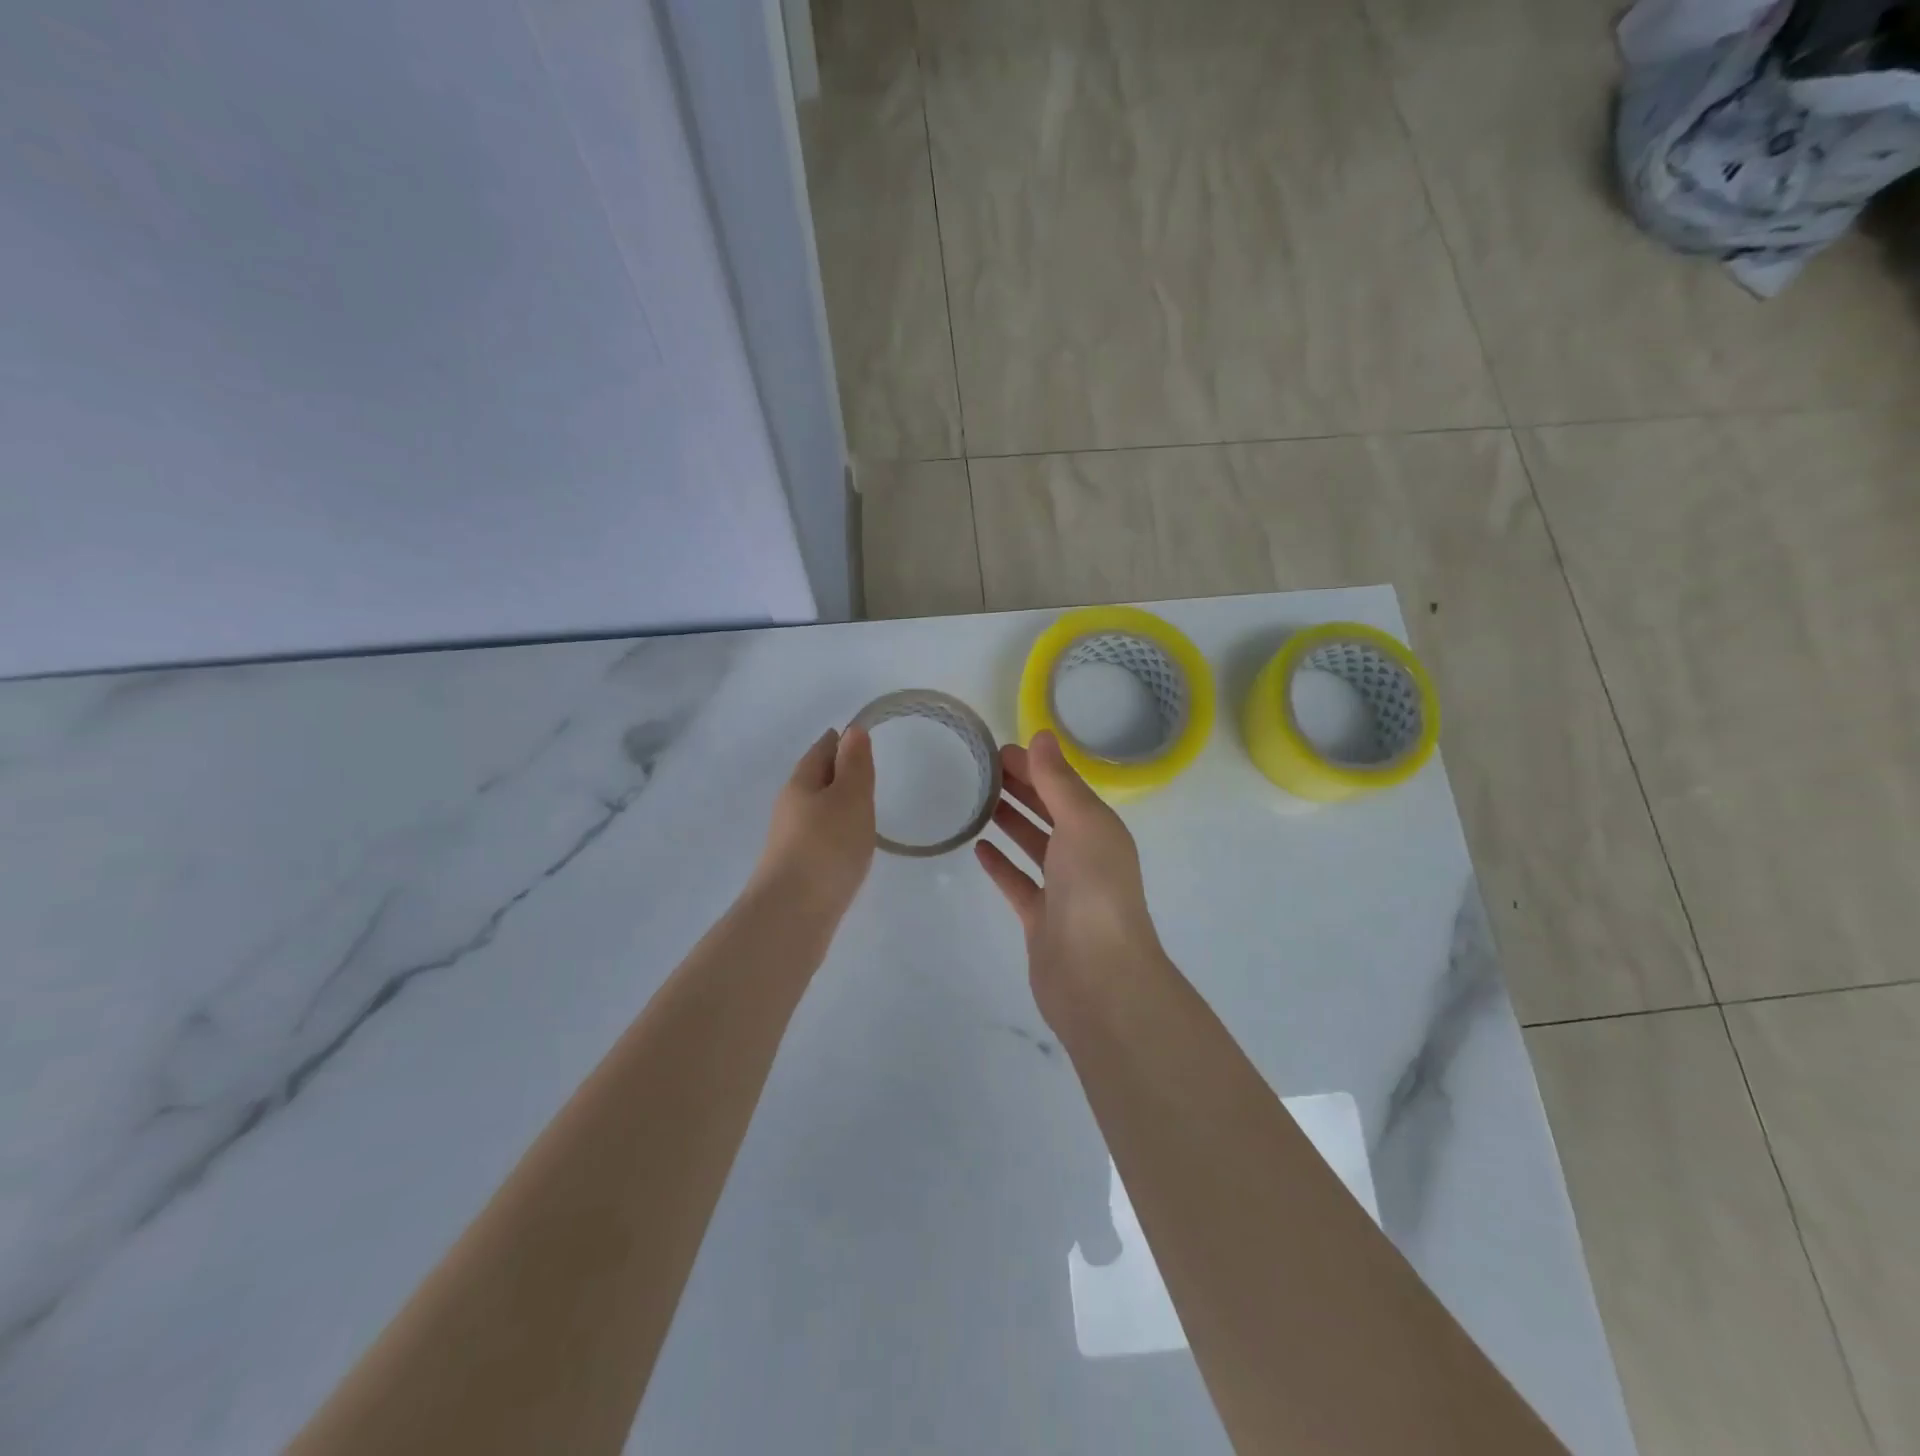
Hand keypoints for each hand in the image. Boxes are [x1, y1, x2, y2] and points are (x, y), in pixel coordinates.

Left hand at [752, 726, 875, 922]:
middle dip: (837, 771)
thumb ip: (855, 764)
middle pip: (815, 779)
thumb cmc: (826, 846)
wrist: (792, 914)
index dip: (840, 740)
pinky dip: (834, 831)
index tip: (859, 736)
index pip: (821, 750)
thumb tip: (852, 730)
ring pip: (816, 810)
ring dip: (836, 804)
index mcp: (801, 783)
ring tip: (861, 806)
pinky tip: (848, 845)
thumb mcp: (850, 797)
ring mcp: (790, 840)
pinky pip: (819, 837)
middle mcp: (790, 807)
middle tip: (864, 768)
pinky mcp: (797, 869)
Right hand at [975, 730, 1168, 1024]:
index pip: (1063, 787)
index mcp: (1099, 829)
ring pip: (1033, 846)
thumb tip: (1042, 735)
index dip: (1034, 766)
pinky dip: (1001, 865)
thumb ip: (1058, 781)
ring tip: (978, 801)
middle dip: (1020, 788)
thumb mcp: (1081, 823)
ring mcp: (1063, 890)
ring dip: (1011, 822)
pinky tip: (979, 848)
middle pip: (1049, 812)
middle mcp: (1084, 855)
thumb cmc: (1093, 890)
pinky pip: (1018, 883)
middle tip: (981, 770)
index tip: (997, 750)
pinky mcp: (1041, 919)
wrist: (1097, 977)